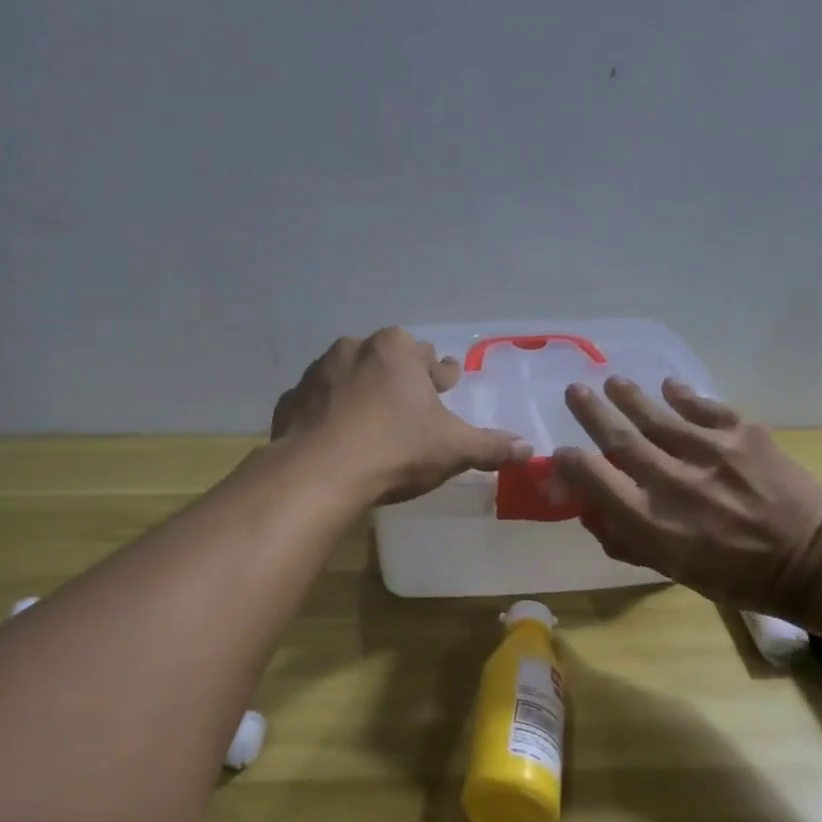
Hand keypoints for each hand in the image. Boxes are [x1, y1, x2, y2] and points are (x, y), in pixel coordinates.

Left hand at [272, 328, 530, 504]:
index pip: (429, 358)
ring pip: (349, 377)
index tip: (446, 385)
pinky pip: (319, 402)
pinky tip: (336, 436)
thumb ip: (491, 446)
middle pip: (387, 361)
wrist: (318, 473)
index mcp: (396, 349)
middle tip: (411, 404)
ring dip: (362, 392)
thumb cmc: (395, 449)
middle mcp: (355, 349)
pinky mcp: (291, 401)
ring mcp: (317, 373)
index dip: (441, 375)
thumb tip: (529, 449)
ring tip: (372, 420)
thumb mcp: (453, 449)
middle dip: (401, 378)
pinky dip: (330, 414)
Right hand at [550, 377, 821, 612]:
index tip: (560, 451)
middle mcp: (672, 481)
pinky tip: (669, 387)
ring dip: (629, 396)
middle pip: (619, 439)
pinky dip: (682, 395)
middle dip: (591, 412)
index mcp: (652, 522)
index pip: (594, 480)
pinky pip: (702, 406)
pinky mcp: (742, 433)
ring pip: (656, 415)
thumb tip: (590, 512)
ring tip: (613, 383)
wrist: (810, 559)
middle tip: (574, 391)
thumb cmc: (735, 575)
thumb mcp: (673, 570)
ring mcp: (708, 452)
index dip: (570, 463)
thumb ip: (628, 540)